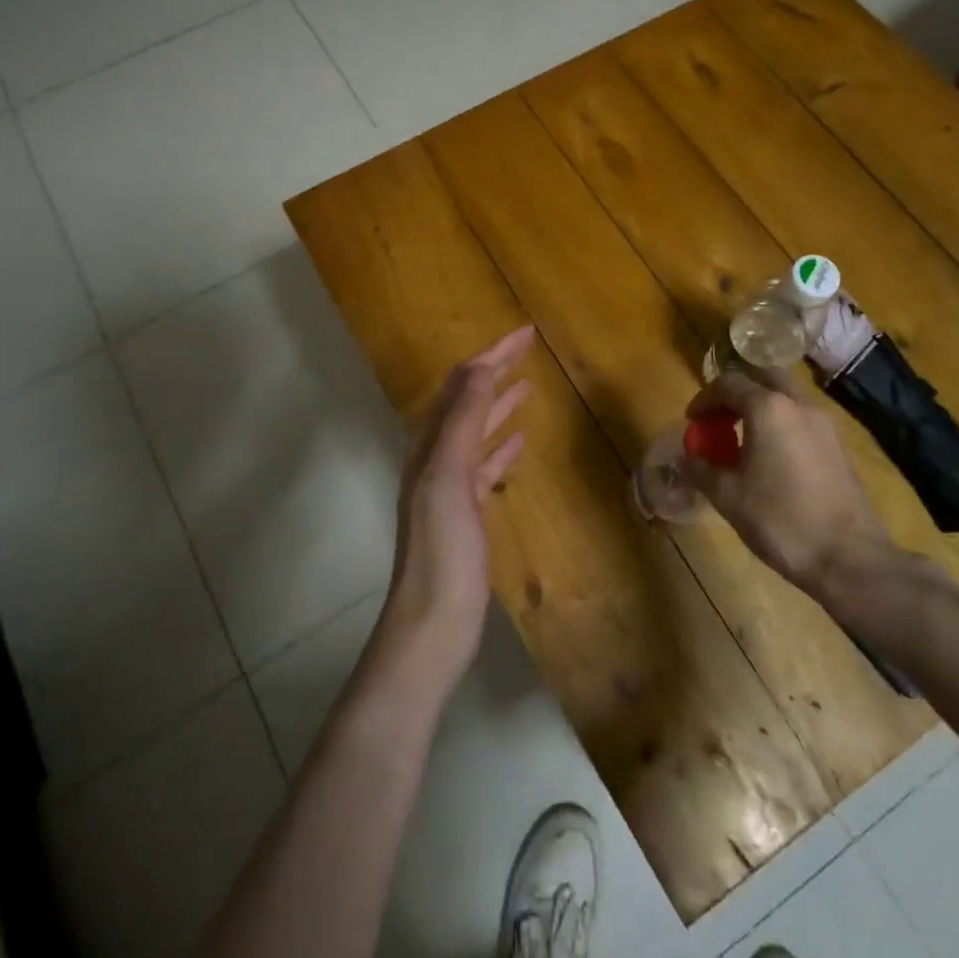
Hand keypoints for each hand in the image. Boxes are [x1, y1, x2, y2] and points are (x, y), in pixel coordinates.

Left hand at [373, 325, 533, 695]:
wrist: (433, 623)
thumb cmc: (442, 550)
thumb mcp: (449, 478)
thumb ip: (462, 422)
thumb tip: (480, 368)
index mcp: (429, 444)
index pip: (462, 384)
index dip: (492, 355)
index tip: (526, 333)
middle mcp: (435, 457)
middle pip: (468, 401)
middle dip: (495, 370)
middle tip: (529, 349)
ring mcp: (450, 486)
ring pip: (477, 430)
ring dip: (499, 403)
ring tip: (527, 384)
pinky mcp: (466, 513)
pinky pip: (485, 465)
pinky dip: (501, 445)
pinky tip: (520, 440)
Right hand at [682, 367, 895, 594]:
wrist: (849, 558)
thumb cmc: (781, 520)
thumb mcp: (728, 497)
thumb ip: (701, 470)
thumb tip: (686, 458)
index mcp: (768, 409)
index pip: (728, 384)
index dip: (704, 399)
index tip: (692, 422)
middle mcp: (799, 405)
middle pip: (763, 377)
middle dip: (737, 390)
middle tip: (719, 417)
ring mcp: (824, 424)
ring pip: (786, 396)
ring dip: (761, 405)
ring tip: (742, 438)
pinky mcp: (838, 446)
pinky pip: (801, 418)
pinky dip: (780, 423)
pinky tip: (770, 456)